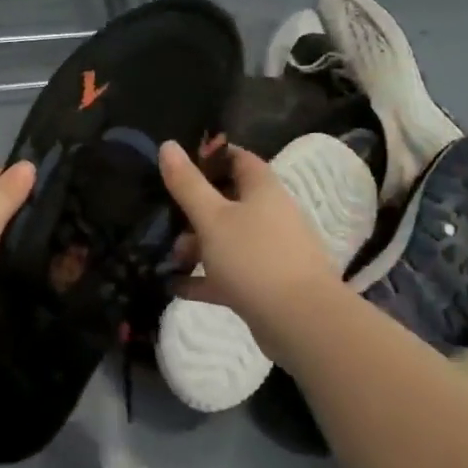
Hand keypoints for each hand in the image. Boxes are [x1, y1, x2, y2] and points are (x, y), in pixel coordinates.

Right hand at [159, 140, 340, 329]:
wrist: (302, 323)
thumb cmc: (254, 257)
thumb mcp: (212, 217)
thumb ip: (188, 183)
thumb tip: (168, 144)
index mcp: (263, 190)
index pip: (238, 159)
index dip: (210, 157)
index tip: (179, 164)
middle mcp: (270, 215)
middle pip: (229, 201)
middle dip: (194, 209)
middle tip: (164, 217)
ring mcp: (270, 252)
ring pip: (228, 239)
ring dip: (197, 246)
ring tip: (169, 258)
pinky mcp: (266, 285)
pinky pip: (230, 274)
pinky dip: (205, 278)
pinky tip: (176, 286)